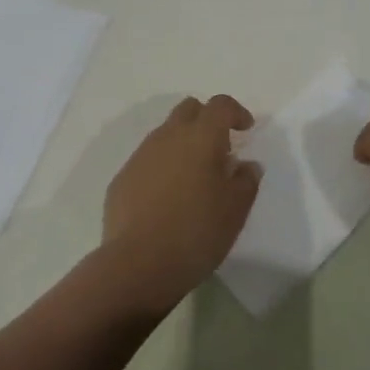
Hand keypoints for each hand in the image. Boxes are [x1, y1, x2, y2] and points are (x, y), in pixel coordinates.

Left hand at [99, 95, 260, 315]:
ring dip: (183, 144)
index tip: (246, 130)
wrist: (138, 265)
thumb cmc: (196, 232)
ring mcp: (141, 155)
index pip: (221, 105)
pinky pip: (148, 160)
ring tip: (193, 177)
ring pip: (166, 133)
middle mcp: (169, 136)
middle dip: (206, 120)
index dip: (236, 112)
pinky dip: (162, 167)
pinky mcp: (122, 178)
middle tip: (219, 149)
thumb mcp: (236, 210)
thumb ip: (246, 180)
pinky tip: (167, 198)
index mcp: (201, 137)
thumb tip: (246, 165)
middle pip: (189, 109)